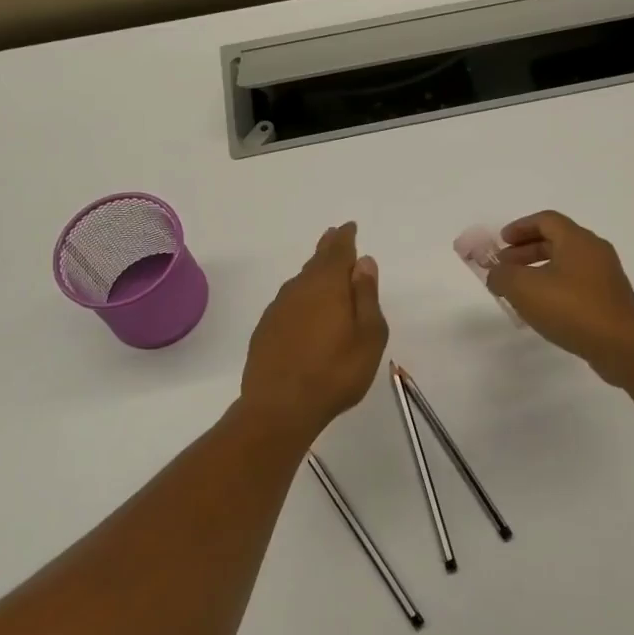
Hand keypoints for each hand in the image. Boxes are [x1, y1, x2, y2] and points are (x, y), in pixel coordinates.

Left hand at [240, 223, 387, 438]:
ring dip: (313, 272)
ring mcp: (278, 308)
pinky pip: (288, 302)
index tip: (350, 227)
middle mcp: (299, 288)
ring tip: (323, 271)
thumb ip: (366, 296)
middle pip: (316, 261)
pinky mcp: (266, 329)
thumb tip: (364, 262)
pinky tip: (304, 310)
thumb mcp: (368, 335)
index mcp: (327, 285)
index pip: (338, 250)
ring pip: (300, 281)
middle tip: (335, 237)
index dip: (345, 238)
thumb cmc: (335, 372)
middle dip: (328, 248)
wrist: (279, 407)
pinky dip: (300, 297)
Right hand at [486, 211, 633, 376]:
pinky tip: (542, 309)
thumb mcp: (524, 288)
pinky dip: (555, 287)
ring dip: (539, 271)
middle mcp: (595, 251)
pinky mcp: (610, 300)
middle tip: (504, 267)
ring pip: (566, 264)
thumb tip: (496, 274)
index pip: (545, 220)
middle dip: (526, 251)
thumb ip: (502, 275)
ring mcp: (606, 276)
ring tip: (519, 291)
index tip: (501, 242)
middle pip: (556, 241)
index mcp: (577, 239)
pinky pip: (576, 284)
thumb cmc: (572, 308)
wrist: (622, 346)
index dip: (520, 228)